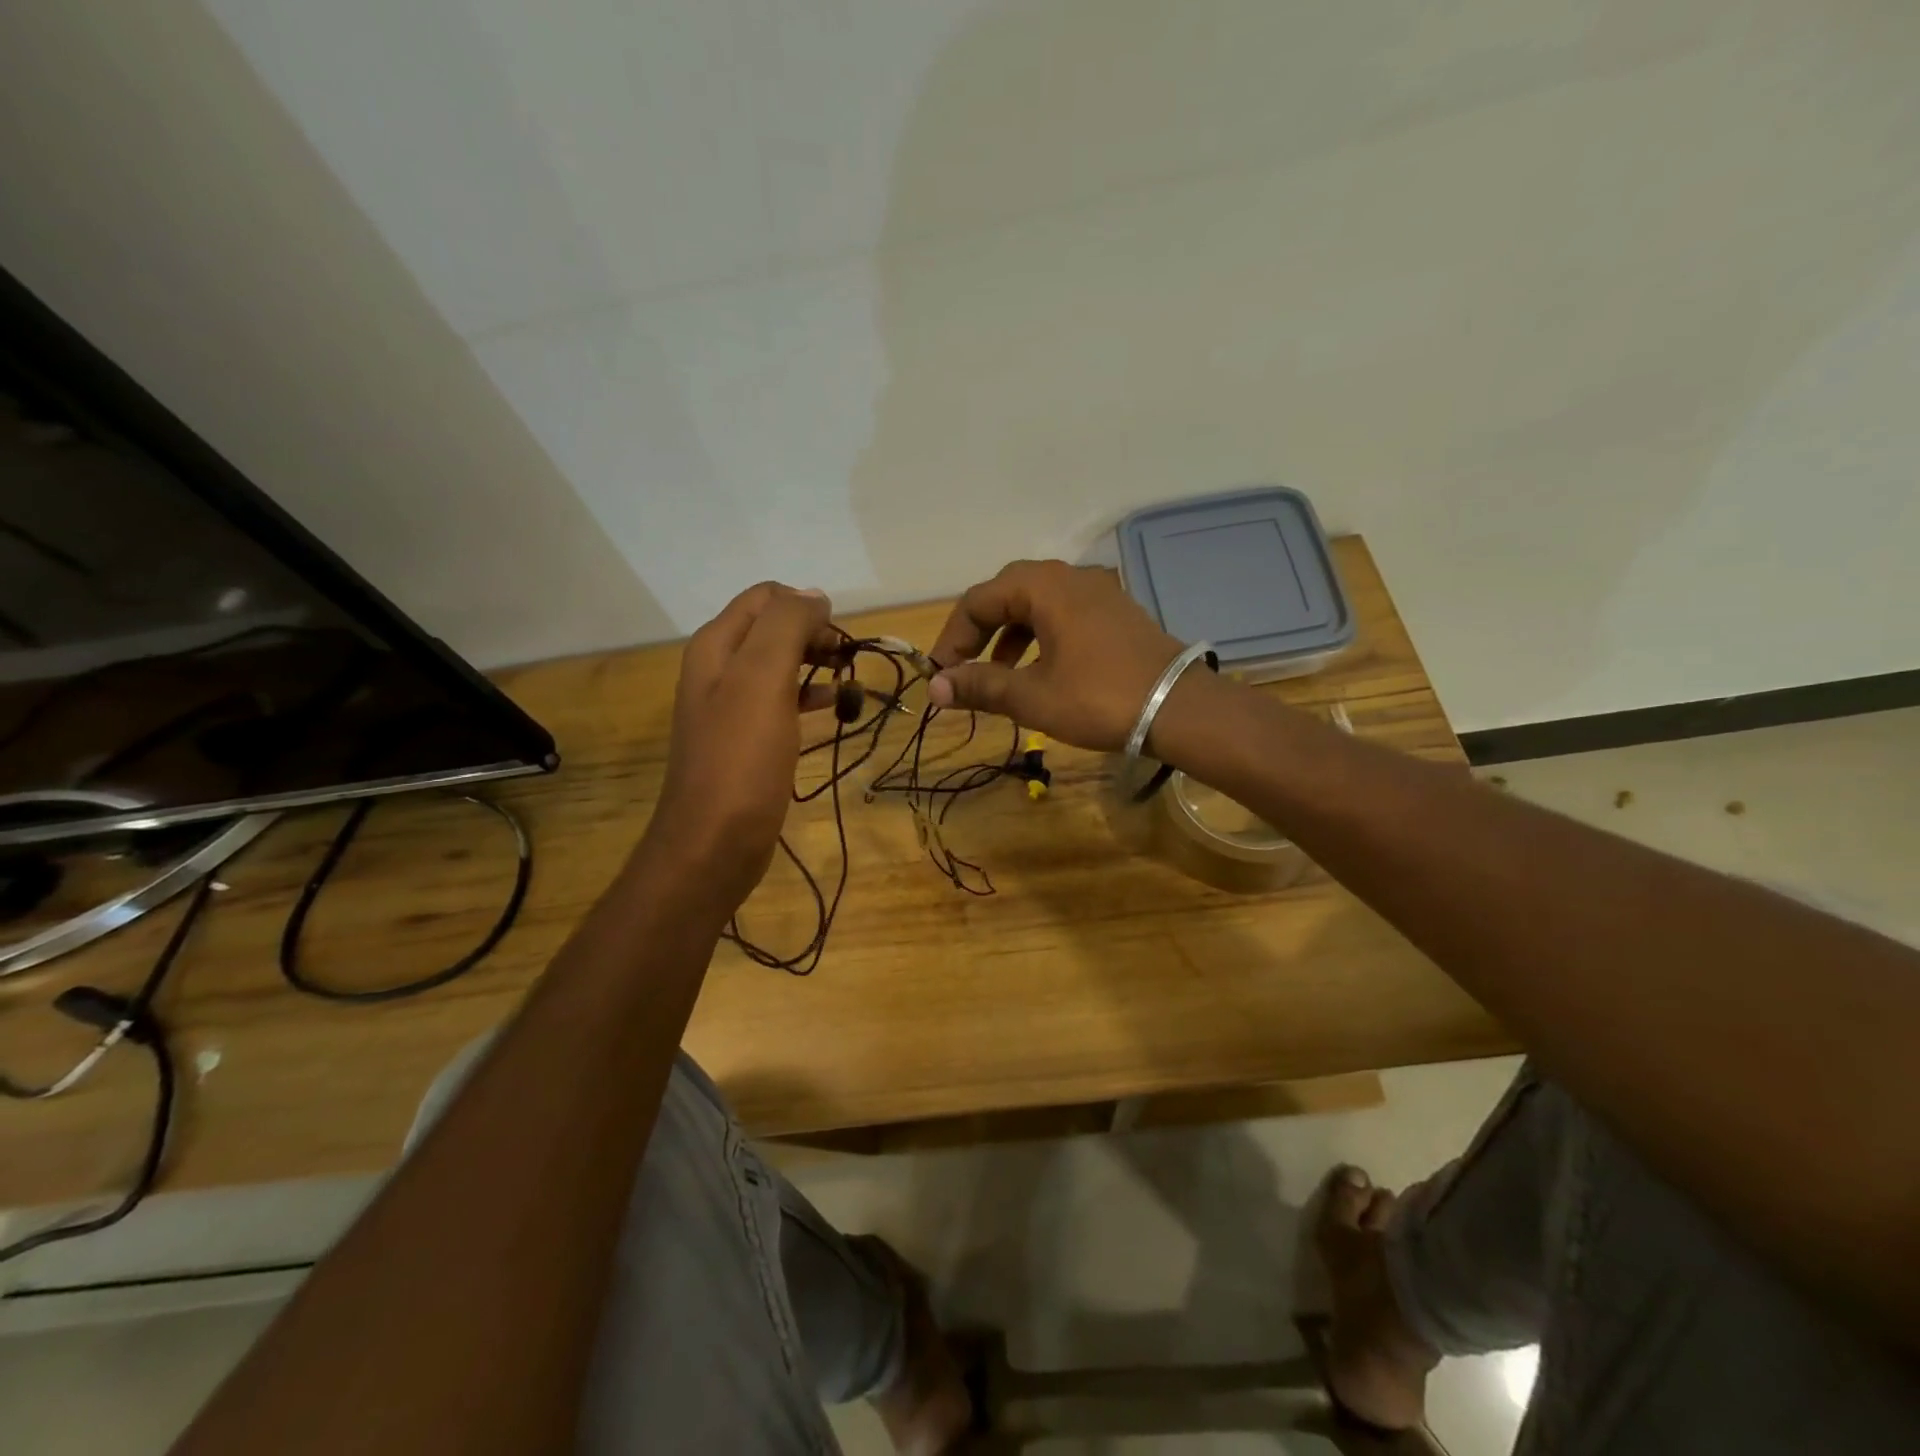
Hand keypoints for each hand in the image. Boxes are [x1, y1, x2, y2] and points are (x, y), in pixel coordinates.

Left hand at [649, 582, 838, 905]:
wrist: (714, 842)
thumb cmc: (741, 758)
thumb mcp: (763, 679)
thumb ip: (786, 626)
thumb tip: (814, 594)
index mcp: (717, 646)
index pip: (765, 597)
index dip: (806, 606)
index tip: (839, 636)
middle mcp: (719, 669)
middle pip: (773, 629)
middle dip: (815, 635)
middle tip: (848, 659)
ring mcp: (732, 707)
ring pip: (781, 666)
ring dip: (817, 665)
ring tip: (851, 682)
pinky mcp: (747, 741)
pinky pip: (782, 703)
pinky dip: (810, 698)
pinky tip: (834, 710)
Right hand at [926, 560, 1189, 751]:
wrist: (1181, 709)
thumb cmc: (1099, 699)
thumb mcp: (1032, 696)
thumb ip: (981, 686)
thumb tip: (936, 687)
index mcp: (1043, 588)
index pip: (978, 600)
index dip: (953, 637)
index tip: (942, 674)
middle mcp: (1069, 577)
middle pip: (1007, 593)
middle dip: (979, 631)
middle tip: (965, 667)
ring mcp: (1098, 592)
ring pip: (1037, 604)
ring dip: (1009, 635)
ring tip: (999, 675)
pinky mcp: (1116, 612)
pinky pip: (1064, 614)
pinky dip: (1040, 637)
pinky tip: (1041, 670)